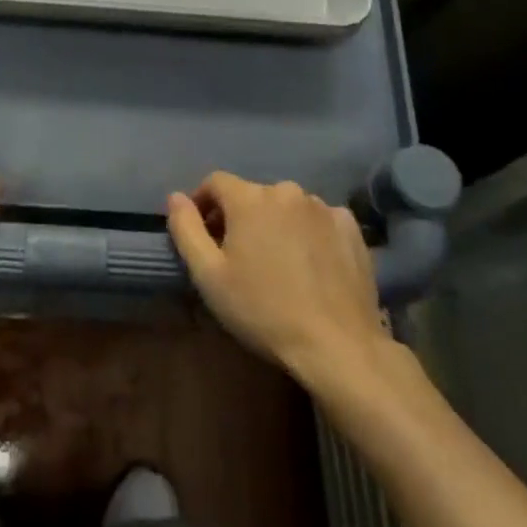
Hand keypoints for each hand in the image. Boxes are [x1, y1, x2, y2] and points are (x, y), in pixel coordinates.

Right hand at [167, 173, 385, 379]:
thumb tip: (176, 197)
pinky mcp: (351, 227)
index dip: (202, 203)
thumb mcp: (209, 275)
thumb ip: (186, 229)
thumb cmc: (263, 310)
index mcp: (250, 198)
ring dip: (274, 224)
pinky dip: (307, 233)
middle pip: (252, 195)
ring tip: (276, 263)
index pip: (215, 182)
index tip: (202, 234)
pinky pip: (318, 220)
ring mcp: (323, 207)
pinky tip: (310, 266)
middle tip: (238, 256)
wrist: (337, 344)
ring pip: (286, 207)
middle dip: (239, 217)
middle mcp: (287, 190)